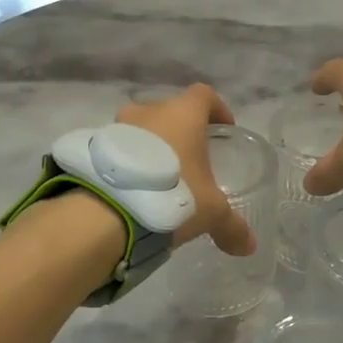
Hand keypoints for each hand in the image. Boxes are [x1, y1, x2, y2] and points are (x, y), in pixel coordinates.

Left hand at [117, 84, 255, 254]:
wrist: (107, 209)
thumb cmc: (173, 194)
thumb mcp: (210, 213)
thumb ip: (231, 226)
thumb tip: (248, 246)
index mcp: (183, 114)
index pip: (204, 96)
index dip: (217, 110)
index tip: (224, 128)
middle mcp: (149, 110)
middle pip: (170, 112)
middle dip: (181, 132)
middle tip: (191, 160)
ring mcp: (117, 126)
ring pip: (141, 130)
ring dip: (152, 147)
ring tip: (160, 179)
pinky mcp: (93, 147)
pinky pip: (119, 149)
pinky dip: (129, 163)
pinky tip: (134, 189)